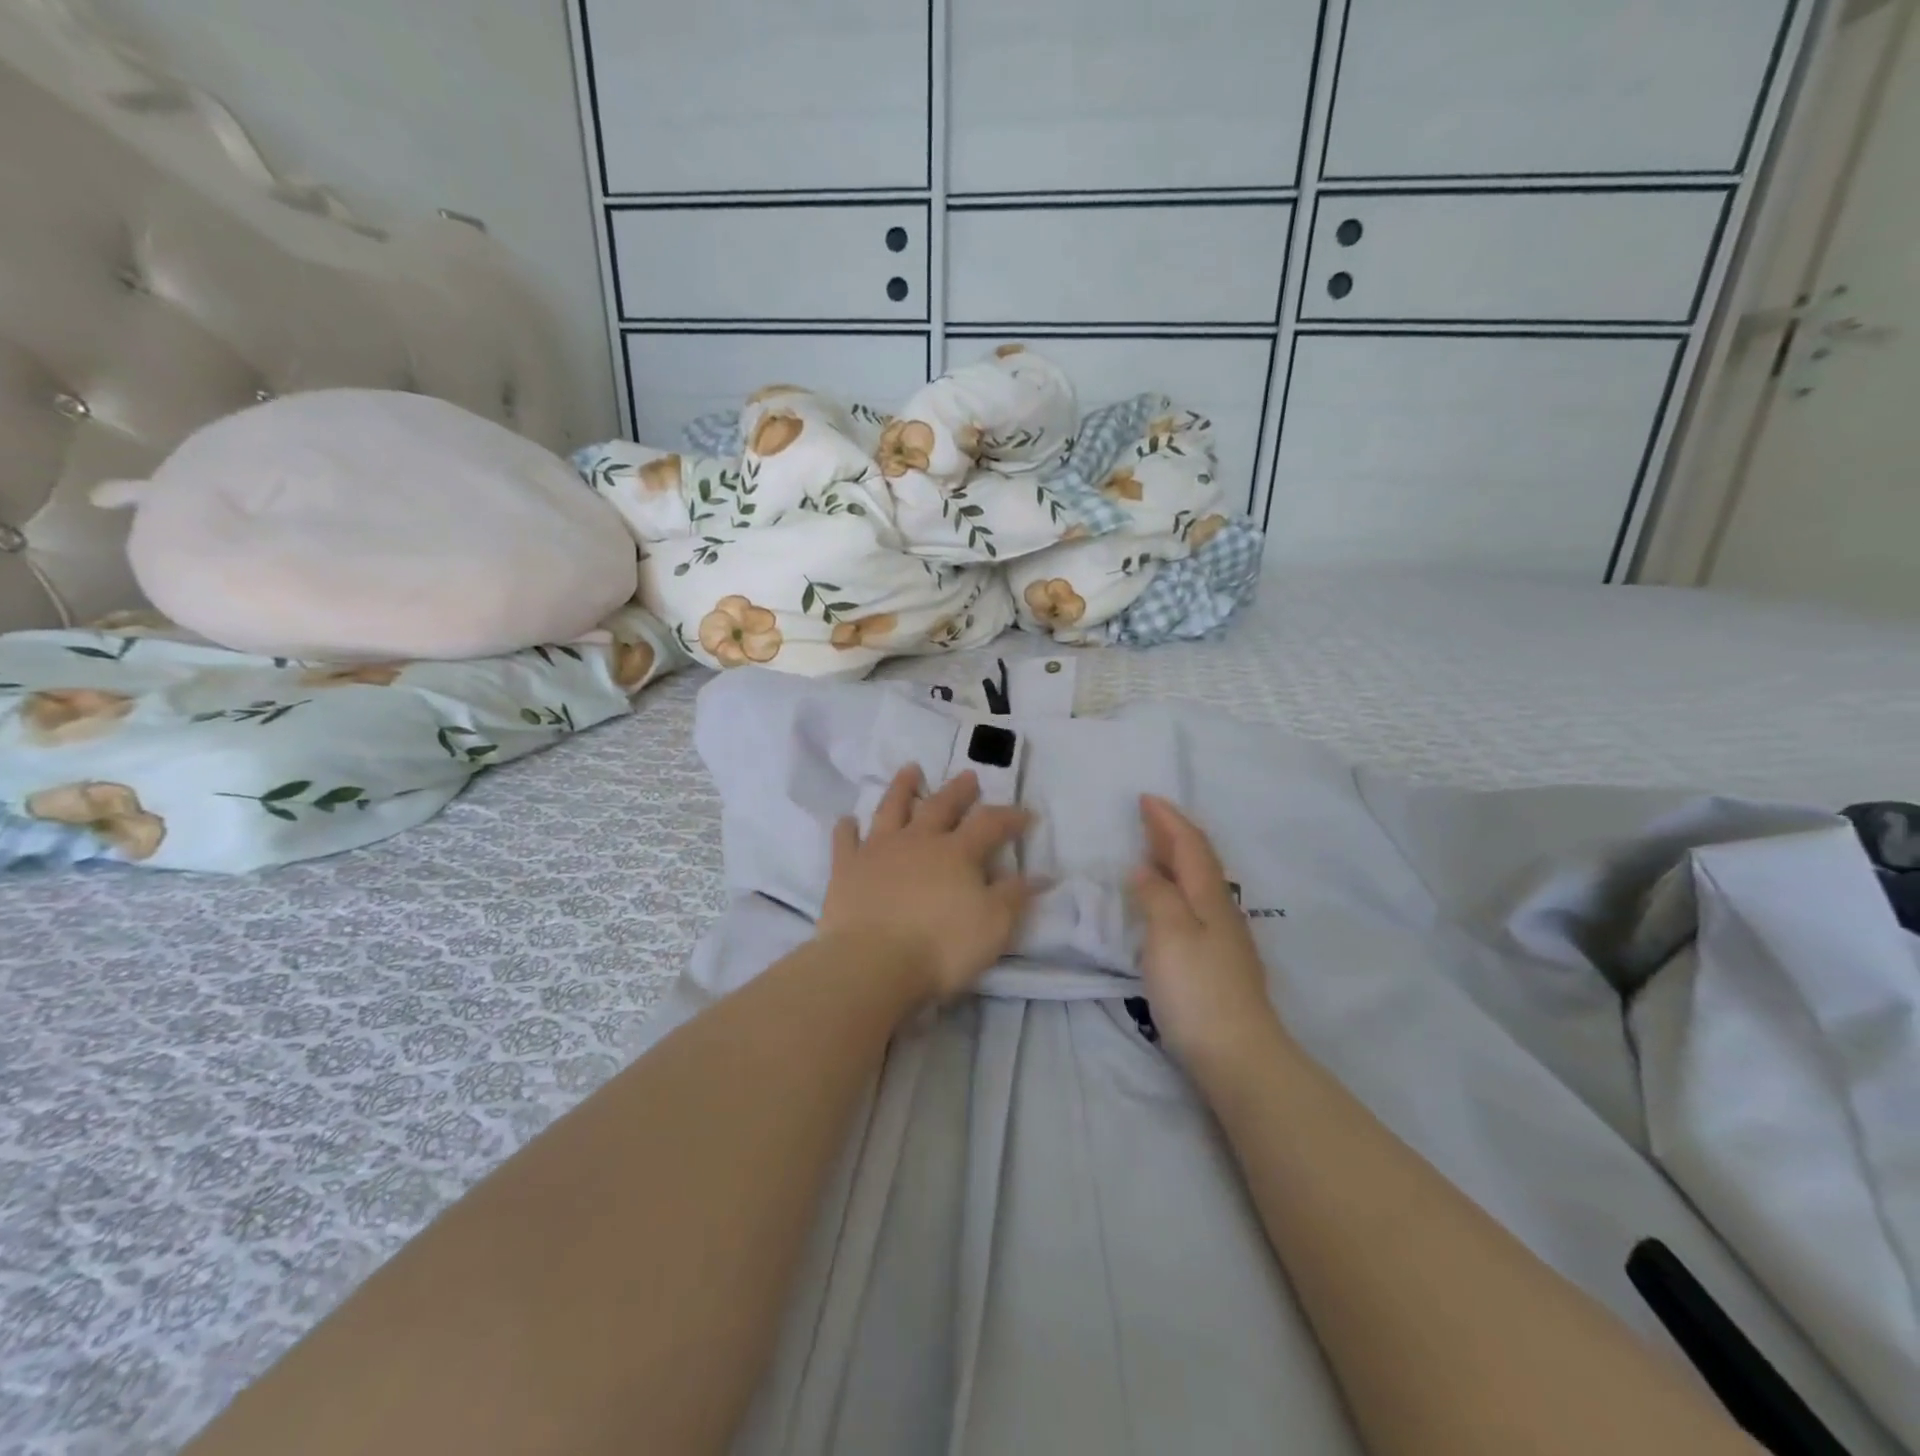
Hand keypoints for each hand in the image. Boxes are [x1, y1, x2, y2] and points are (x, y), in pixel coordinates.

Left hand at [818, 766, 1035, 1003]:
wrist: (873, 963)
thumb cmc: (941, 946)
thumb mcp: (993, 926)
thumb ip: (1014, 896)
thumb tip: (1039, 875)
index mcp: (956, 853)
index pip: (990, 824)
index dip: (1009, 817)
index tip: (1026, 814)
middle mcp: (918, 841)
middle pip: (941, 806)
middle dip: (958, 791)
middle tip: (968, 776)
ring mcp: (878, 851)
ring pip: (892, 809)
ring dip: (902, 788)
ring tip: (910, 769)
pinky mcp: (846, 869)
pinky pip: (845, 841)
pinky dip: (847, 829)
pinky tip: (848, 820)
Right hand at [1129, 795, 1286, 1068]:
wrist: (1238, 1055)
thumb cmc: (1197, 990)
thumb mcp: (1169, 935)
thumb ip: (1156, 896)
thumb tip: (1144, 869)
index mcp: (1208, 897)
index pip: (1189, 845)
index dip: (1168, 820)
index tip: (1145, 798)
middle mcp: (1220, 910)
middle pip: (1197, 860)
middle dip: (1172, 833)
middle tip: (1147, 816)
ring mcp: (1223, 938)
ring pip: (1197, 883)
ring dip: (1175, 859)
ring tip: (1151, 851)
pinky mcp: (1218, 962)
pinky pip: (1194, 904)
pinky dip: (1176, 888)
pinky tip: (1165, 902)